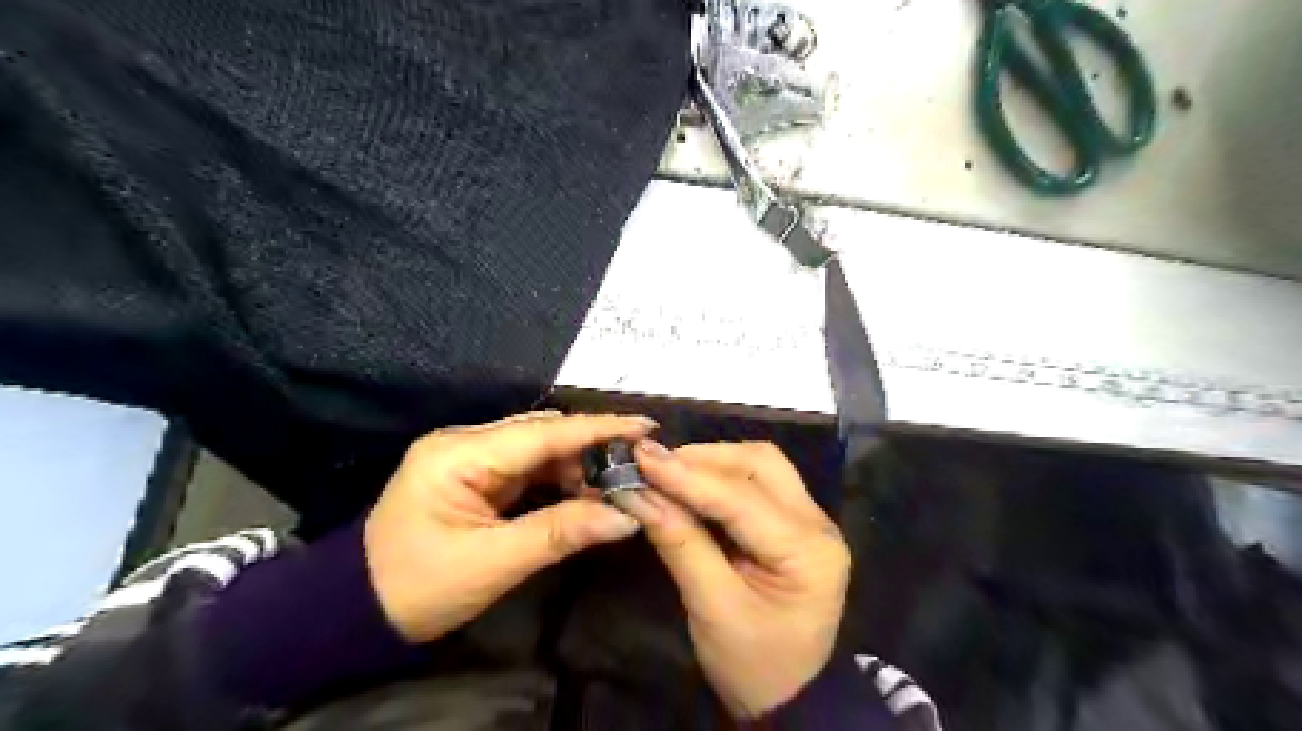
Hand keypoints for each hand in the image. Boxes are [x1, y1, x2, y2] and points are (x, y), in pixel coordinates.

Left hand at [363, 414, 651, 640]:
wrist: (356, 610)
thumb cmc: (417, 588)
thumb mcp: (493, 564)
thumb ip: (561, 533)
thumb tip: (627, 516)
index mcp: (458, 454)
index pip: (542, 433)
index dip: (597, 428)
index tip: (646, 425)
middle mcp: (464, 442)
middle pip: (542, 433)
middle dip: (592, 446)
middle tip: (639, 463)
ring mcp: (467, 456)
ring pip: (538, 448)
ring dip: (578, 464)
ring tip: (618, 483)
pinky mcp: (474, 474)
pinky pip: (527, 466)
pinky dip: (559, 478)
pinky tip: (585, 491)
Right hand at [614, 439, 849, 719]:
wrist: (789, 696)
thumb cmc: (753, 664)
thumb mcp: (712, 608)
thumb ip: (679, 543)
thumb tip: (638, 493)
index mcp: (808, 551)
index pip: (741, 498)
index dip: (687, 476)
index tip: (641, 458)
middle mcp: (818, 522)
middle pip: (760, 464)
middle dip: (702, 459)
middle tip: (653, 466)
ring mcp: (811, 518)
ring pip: (760, 464)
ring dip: (712, 461)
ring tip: (668, 471)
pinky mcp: (795, 520)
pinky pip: (758, 480)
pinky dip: (720, 475)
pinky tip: (690, 482)